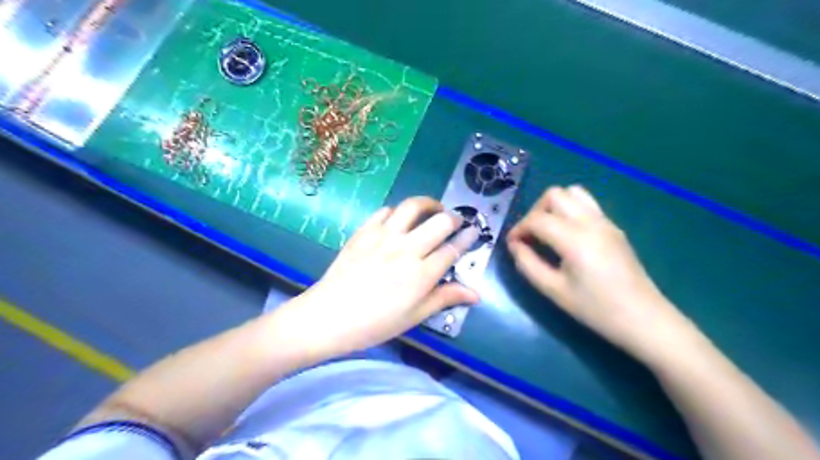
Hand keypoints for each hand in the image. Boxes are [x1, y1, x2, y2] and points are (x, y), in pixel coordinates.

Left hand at [271, 196, 478, 358]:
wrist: (328, 316)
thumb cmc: (374, 323)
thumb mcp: (413, 317)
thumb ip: (444, 299)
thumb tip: (475, 294)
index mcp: (421, 275)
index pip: (452, 249)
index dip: (467, 239)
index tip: (474, 231)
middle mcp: (406, 250)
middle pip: (439, 222)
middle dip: (453, 218)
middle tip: (455, 222)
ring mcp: (383, 237)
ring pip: (412, 207)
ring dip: (428, 204)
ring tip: (433, 209)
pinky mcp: (364, 231)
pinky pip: (385, 211)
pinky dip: (397, 212)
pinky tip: (398, 220)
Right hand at [511, 185, 693, 361]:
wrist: (644, 319)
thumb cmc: (596, 309)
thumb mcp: (554, 291)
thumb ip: (528, 264)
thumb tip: (514, 245)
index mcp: (575, 238)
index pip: (537, 219)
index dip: (519, 228)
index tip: (512, 244)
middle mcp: (591, 222)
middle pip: (554, 195)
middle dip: (535, 211)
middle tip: (530, 236)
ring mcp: (605, 222)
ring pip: (573, 193)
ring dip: (553, 206)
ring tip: (547, 230)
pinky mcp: (613, 227)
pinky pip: (586, 204)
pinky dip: (569, 210)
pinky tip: (566, 235)